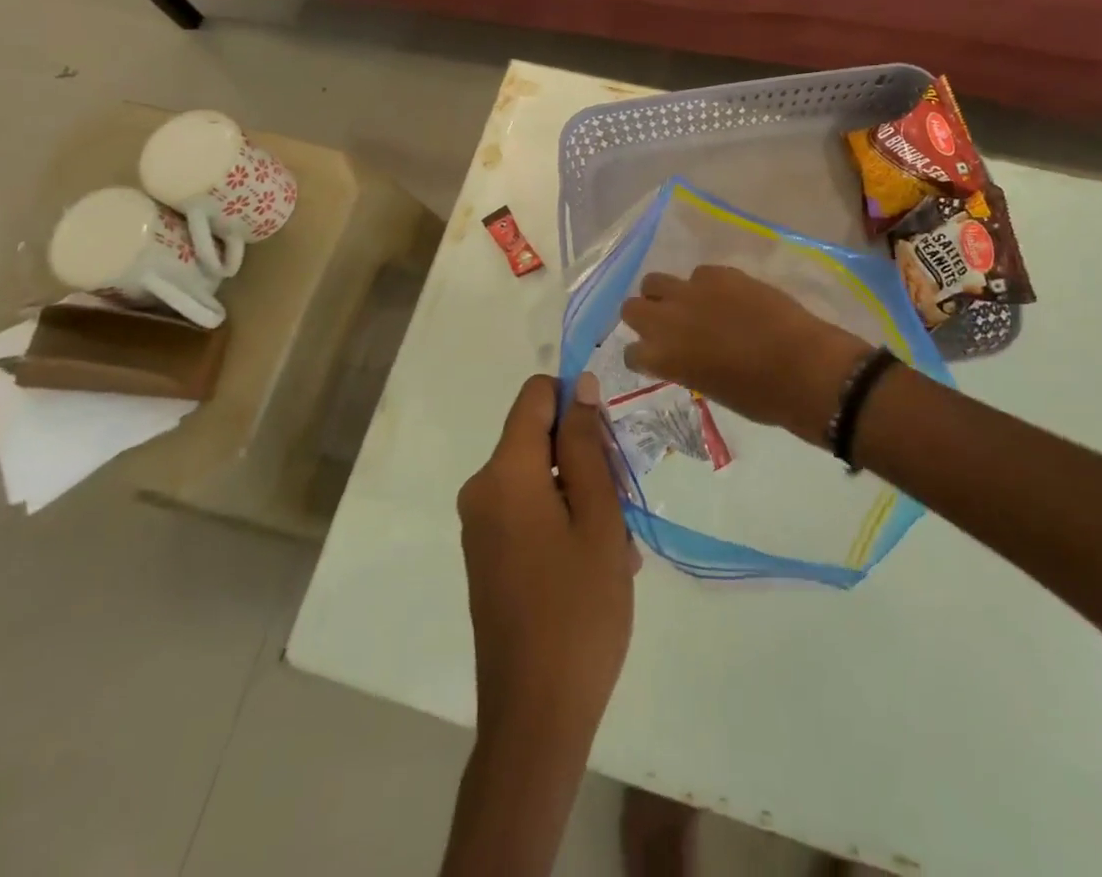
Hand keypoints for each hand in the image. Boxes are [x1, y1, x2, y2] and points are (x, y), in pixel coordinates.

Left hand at [457, 374, 634, 752]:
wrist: (536, 716)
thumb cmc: (578, 609)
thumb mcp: (598, 517)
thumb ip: (586, 444)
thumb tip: (579, 385)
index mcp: (504, 471)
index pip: (535, 396)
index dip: (575, 403)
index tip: (608, 443)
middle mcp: (482, 489)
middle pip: (539, 438)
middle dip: (585, 459)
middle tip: (620, 507)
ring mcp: (481, 525)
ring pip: (540, 478)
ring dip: (582, 496)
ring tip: (616, 547)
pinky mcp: (487, 555)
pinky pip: (528, 511)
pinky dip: (563, 521)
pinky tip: (596, 564)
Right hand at [619, 266, 869, 445]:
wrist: (801, 367)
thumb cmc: (759, 396)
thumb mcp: (710, 388)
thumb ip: (686, 365)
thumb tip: (686, 353)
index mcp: (662, 358)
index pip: (632, 351)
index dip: (644, 355)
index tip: (657, 358)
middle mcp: (666, 320)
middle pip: (631, 307)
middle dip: (644, 316)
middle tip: (668, 326)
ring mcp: (691, 292)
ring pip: (654, 281)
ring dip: (665, 294)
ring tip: (690, 305)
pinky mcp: (719, 273)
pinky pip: (698, 274)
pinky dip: (705, 285)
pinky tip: (727, 297)